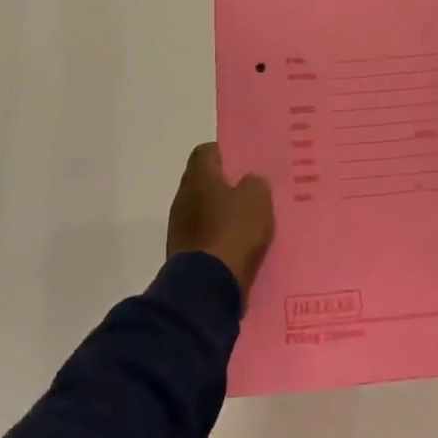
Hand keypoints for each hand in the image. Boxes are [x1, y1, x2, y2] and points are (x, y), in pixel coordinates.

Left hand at [167, 143, 275, 300]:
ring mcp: (180, 226)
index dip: (227, 153)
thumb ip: (255, 183)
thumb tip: (249, 182)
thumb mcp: (257, 199)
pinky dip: (220, 236)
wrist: (207, 286)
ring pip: (205, 209)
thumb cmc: (233, 231)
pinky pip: (205, 235)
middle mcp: (183, 197)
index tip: (246, 163)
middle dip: (228, 185)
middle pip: (206, 182)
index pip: (206, 151)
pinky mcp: (184, 252)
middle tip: (254, 191)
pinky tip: (240, 245)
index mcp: (198, 177)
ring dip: (224, 213)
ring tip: (251, 221)